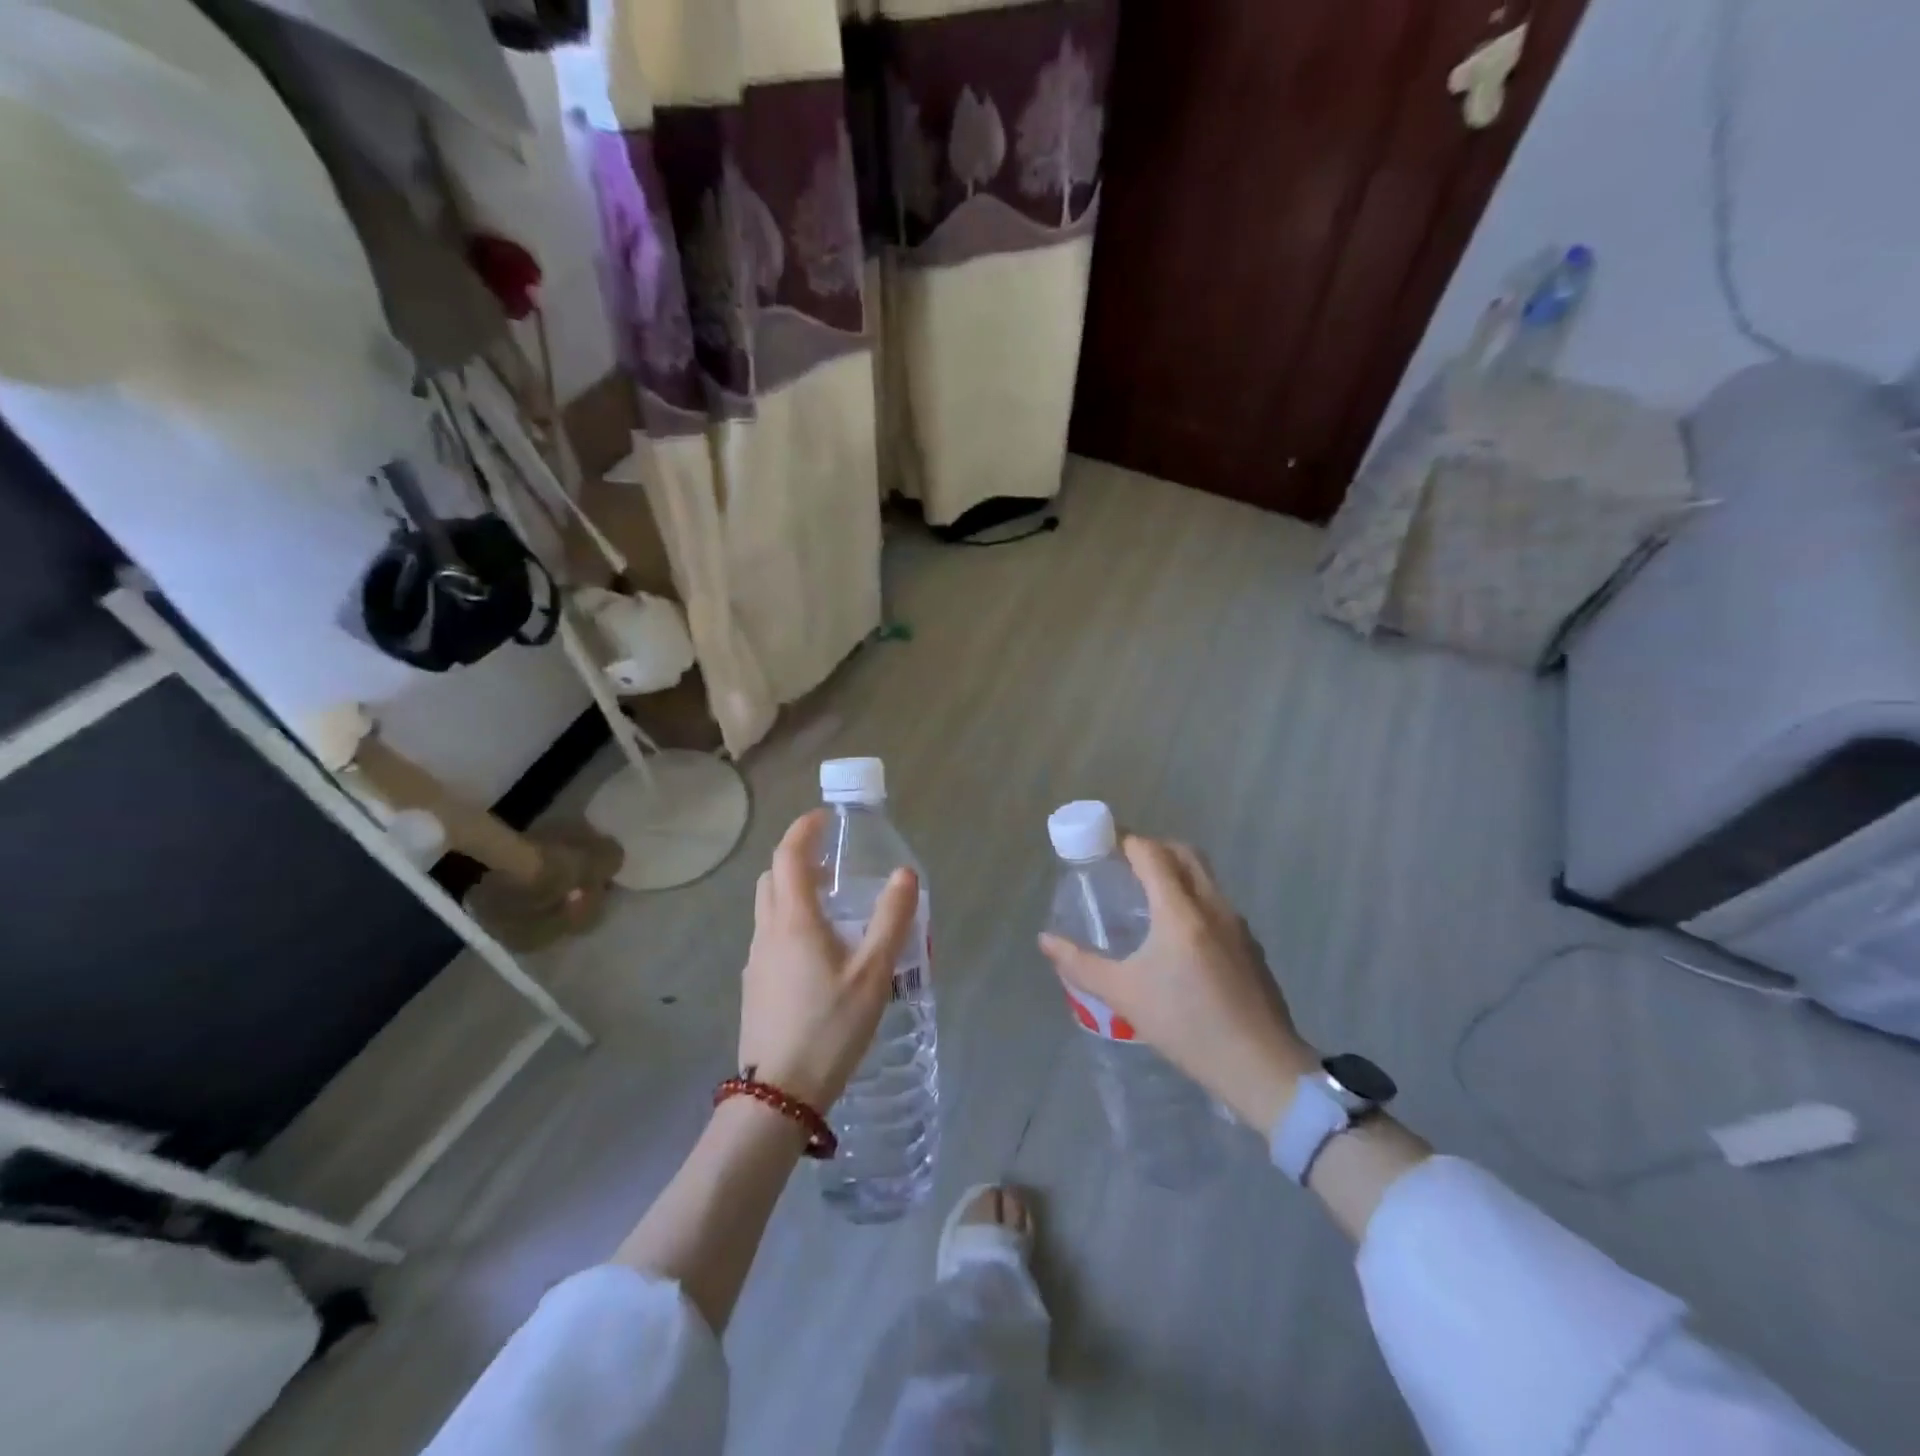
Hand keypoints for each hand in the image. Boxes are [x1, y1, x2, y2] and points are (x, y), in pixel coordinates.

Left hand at [738, 810, 918, 1111]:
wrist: (778, 1095)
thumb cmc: (829, 1027)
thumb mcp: (872, 973)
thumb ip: (891, 919)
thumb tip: (905, 873)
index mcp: (793, 920)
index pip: (788, 855)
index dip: (803, 829)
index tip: (825, 817)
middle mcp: (767, 932)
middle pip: (772, 877)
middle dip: (798, 858)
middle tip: (834, 863)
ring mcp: (756, 960)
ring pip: (768, 907)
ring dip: (794, 891)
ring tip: (833, 906)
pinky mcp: (755, 985)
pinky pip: (769, 935)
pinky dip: (790, 921)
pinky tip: (820, 952)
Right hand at [1039, 836, 1317, 1130]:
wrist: (1261, 1067)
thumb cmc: (1187, 1026)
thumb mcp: (1125, 995)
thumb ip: (1080, 964)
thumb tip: (1045, 940)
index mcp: (1180, 911)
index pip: (1152, 854)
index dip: (1126, 841)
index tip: (1103, 845)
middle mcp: (1212, 906)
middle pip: (1184, 854)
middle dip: (1153, 848)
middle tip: (1124, 865)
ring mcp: (1237, 924)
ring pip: (1205, 877)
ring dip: (1176, 871)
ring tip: (1147, 896)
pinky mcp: (1251, 945)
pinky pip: (1217, 903)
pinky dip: (1194, 897)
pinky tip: (1179, 935)